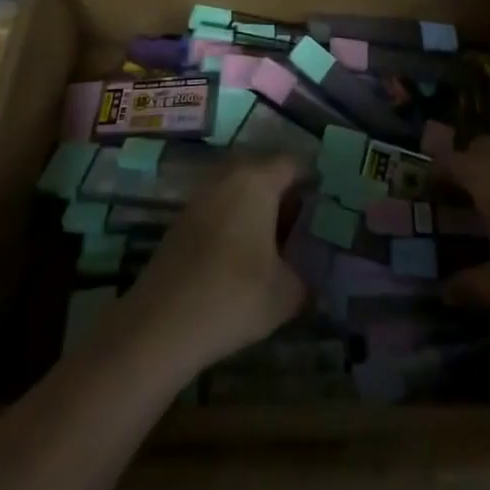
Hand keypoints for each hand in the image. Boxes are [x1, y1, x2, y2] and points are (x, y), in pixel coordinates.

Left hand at [119, 156, 306, 375]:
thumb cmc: (234, 296)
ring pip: (240, 193)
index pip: (293, 164)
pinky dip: (236, 227)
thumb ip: (307, 278)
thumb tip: (312, 278)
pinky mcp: (182, 223)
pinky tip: (244, 261)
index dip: (314, 182)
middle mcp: (227, 179)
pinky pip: (220, 212)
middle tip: (306, 229)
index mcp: (257, 181)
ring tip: (278, 249)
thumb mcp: (287, 294)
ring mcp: (200, 199)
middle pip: (265, 174)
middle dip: (286, 197)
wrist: (160, 325)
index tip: (328, 207)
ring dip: (259, 213)